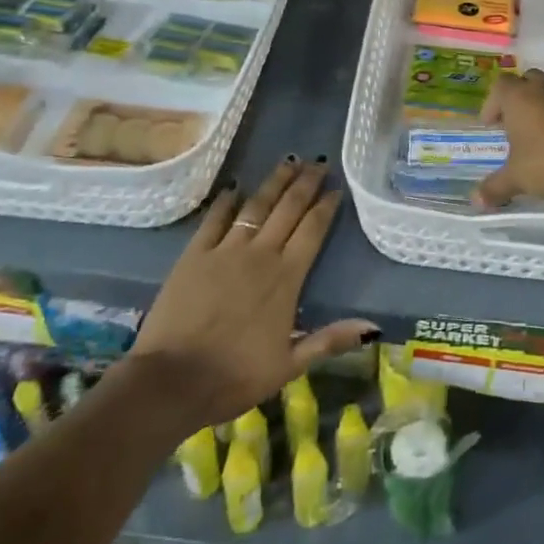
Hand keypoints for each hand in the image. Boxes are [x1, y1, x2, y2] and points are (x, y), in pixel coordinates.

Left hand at [131, 158, 376, 430]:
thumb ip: (329, 340)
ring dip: (274, 182)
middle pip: (288, 208)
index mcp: (286, 278)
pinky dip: (227, 200)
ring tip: (288, 162)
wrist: (172, 381)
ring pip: (256, 205)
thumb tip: (371, 326)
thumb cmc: (234, 376)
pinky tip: (235, 187)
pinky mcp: (195, 254)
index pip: (313, 230)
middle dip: (306, 183)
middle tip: (318, 161)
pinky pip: (215, 219)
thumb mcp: (289, 366)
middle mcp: (260, 254)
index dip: (326, 206)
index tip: (336, 189)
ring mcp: (225, 250)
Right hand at [474, 69, 543, 209]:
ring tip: (533, 136)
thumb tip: (476, 201)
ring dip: (537, 107)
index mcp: (518, 97)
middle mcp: (541, 91)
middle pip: (525, 80)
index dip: (492, 104)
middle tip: (511, 123)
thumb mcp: (516, 178)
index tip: (490, 126)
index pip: (500, 86)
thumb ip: (494, 187)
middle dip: (516, 98)